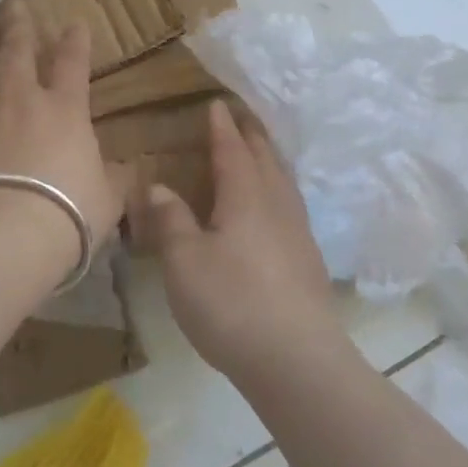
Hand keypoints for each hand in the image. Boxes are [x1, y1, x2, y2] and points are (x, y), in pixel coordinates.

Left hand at [0, 0, 122, 277]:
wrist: (10, 232)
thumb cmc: (70, 211)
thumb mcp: (109, 196)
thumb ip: (116, 177)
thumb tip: (127, 170)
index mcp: (66, 109)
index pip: (73, 63)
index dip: (75, 40)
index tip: (74, 23)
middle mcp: (24, 100)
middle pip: (18, 50)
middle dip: (18, 22)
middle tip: (11, 0)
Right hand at [129, 100, 342, 382]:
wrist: (297, 362)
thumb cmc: (232, 304)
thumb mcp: (184, 262)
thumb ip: (171, 220)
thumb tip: (159, 186)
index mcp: (246, 197)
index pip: (232, 150)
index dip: (221, 127)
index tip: (215, 104)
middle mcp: (277, 206)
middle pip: (266, 159)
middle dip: (251, 136)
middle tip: (240, 118)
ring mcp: (298, 234)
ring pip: (283, 183)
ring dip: (269, 161)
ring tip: (259, 154)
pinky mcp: (308, 261)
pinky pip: (290, 207)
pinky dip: (277, 190)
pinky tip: (273, 209)